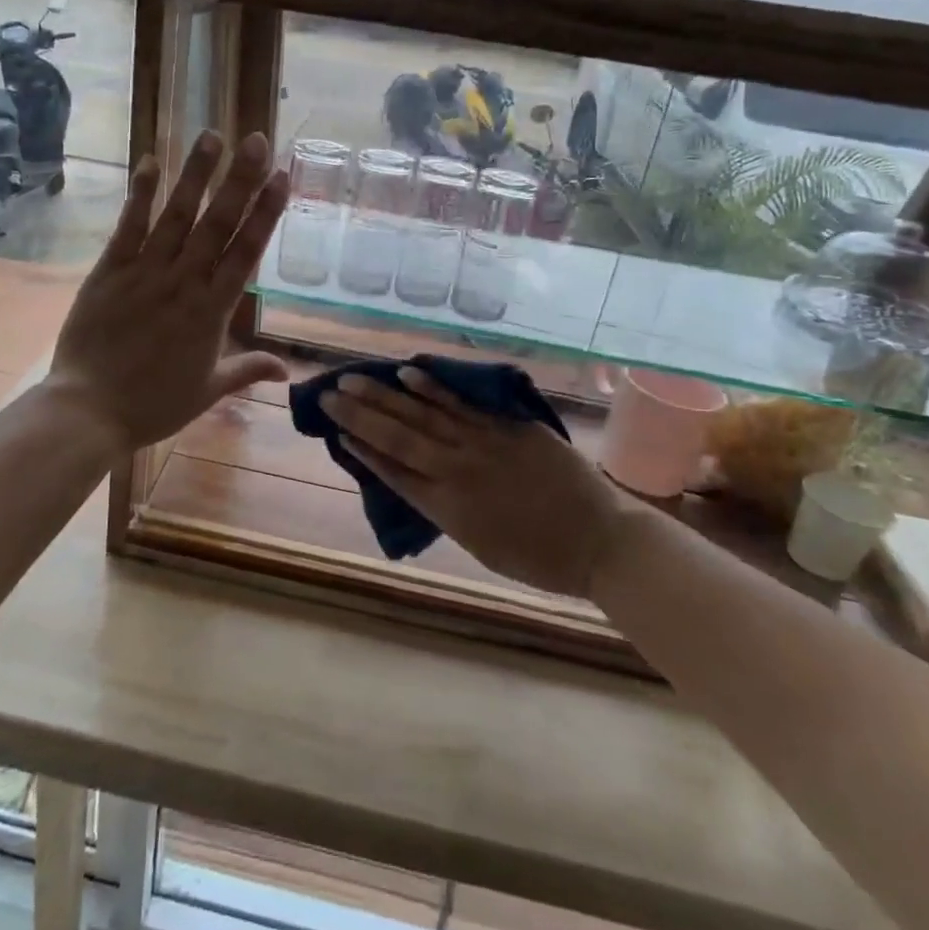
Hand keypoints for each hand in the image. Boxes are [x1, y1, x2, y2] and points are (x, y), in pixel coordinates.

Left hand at [47, 129, 289, 452]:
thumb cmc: (154, 404)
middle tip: (255, 140)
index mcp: (212, 311)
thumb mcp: (209, 390)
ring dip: (196, 175)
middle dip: (239, 180)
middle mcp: (184, 283)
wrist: (89, 411)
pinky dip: (140, 195)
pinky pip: (128, 227)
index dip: (265, 212)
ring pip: (176, 216)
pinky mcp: (109, 271)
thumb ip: (248, 369)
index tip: (281, 177)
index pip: (246, 252)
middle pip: (217, 224)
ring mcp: (145, 273)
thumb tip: (288, 371)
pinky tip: (151, 162)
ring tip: (212, 136)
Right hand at [321, 367, 649, 598]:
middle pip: (397, 437)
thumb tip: (415, 480)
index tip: (336, 431)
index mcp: (446, 508)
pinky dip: (433, 388)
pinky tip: (407, 372)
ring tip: (353, 378)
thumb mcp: (479, 546)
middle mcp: (455, 471)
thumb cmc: (539, 557)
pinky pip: (461, 403)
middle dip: (359, 415)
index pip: (392, 471)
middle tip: (328, 394)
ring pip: (422, 415)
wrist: (600, 541)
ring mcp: (481, 444)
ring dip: (384, 395)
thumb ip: (445, 510)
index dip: (362, 450)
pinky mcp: (506, 426)